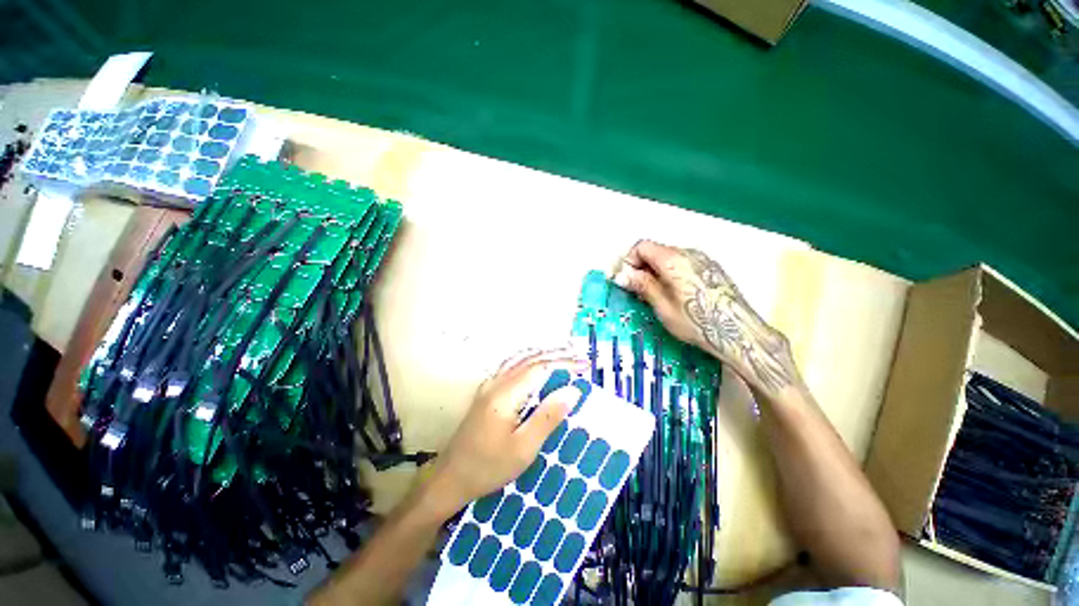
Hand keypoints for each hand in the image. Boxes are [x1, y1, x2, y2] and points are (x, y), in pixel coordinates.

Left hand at [421, 347, 587, 517]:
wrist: (450, 477)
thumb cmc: (488, 467)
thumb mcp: (523, 449)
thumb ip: (547, 417)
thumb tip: (572, 391)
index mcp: (506, 394)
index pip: (540, 368)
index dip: (564, 363)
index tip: (585, 364)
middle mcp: (497, 383)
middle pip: (530, 359)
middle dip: (557, 355)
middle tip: (580, 356)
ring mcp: (489, 385)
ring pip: (520, 359)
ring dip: (543, 354)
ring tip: (564, 353)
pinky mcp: (486, 391)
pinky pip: (511, 365)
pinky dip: (529, 359)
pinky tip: (535, 362)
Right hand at [612, 240, 797, 397]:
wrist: (739, 333)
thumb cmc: (696, 322)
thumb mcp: (662, 306)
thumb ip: (641, 285)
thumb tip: (620, 275)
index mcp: (673, 259)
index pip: (642, 246)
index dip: (629, 261)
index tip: (625, 280)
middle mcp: (689, 252)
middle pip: (655, 250)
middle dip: (641, 267)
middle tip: (636, 290)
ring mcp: (703, 259)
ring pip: (669, 257)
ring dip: (655, 270)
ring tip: (654, 294)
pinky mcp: (711, 268)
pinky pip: (683, 263)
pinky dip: (670, 273)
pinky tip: (673, 293)